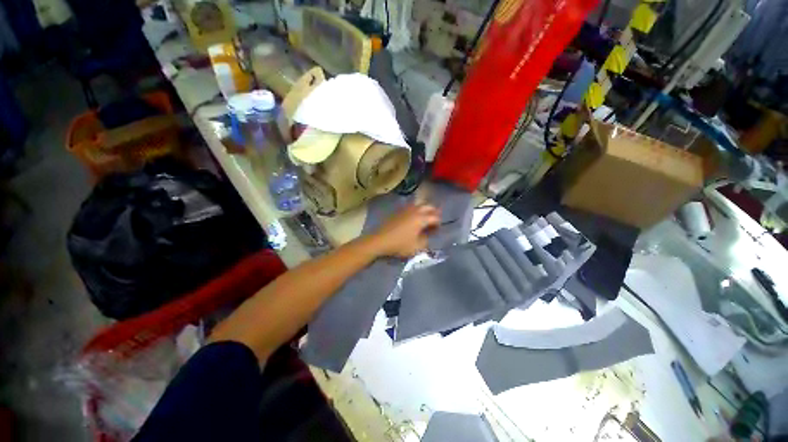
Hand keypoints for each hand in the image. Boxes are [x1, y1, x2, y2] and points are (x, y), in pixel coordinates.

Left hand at [371, 204, 440, 257]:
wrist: (380, 240)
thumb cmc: (399, 245)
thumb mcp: (417, 247)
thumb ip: (426, 240)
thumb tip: (428, 235)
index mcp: (421, 218)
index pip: (435, 217)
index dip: (438, 223)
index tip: (437, 230)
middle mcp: (414, 211)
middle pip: (428, 206)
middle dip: (434, 212)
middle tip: (434, 221)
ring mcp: (405, 209)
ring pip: (419, 205)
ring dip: (425, 210)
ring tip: (425, 219)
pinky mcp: (398, 211)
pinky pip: (411, 207)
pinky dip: (416, 210)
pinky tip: (413, 218)